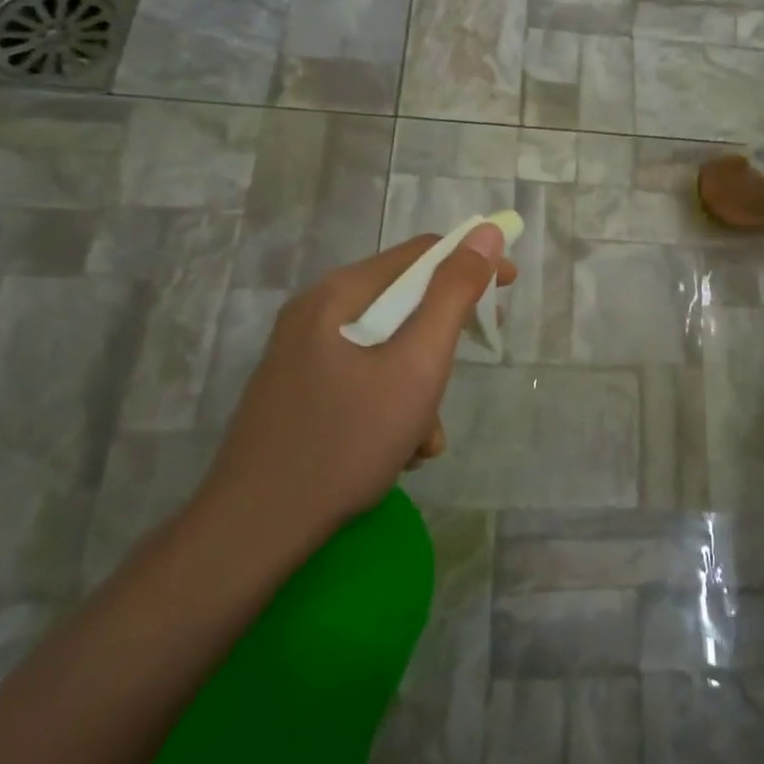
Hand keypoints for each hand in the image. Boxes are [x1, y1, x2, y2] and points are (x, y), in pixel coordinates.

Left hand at [193, 225, 516, 568]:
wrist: (255, 529)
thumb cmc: (348, 439)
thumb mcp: (417, 364)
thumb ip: (454, 295)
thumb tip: (486, 234)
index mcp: (339, 293)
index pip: (421, 253)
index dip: (472, 263)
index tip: (508, 290)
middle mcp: (315, 312)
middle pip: (402, 300)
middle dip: (444, 334)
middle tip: (474, 357)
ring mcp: (301, 354)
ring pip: (385, 346)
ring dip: (419, 381)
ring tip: (426, 435)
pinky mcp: (296, 392)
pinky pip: (360, 377)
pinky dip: (390, 403)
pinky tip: (398, 451)